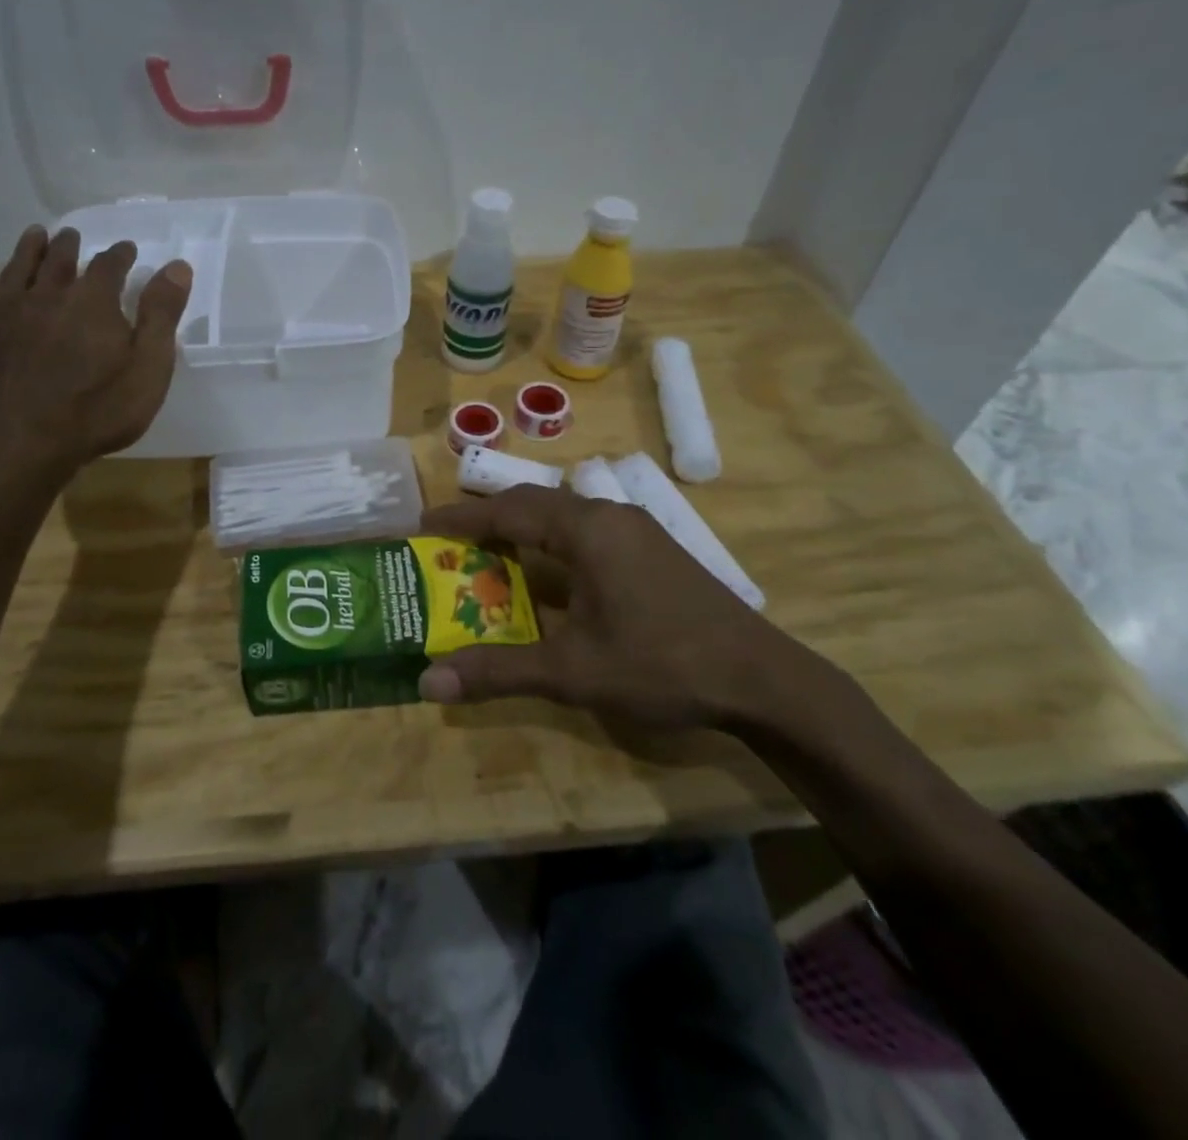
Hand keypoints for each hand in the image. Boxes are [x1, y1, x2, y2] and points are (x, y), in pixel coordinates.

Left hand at [0, 225, 191, 470]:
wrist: (23, 442)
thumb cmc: (98, 409)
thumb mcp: (148, 367)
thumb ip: (161, 315)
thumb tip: (177, 266)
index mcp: (92, 300)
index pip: (109, 265)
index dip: (120, 255)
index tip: (127, 249)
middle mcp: (48, 296)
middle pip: (58, 259)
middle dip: (68, 245)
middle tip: (71, 235)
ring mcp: (9, 315)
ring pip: (18, 270)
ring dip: (28, 250)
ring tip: (34, 236)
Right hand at [417, 485, 805, 729]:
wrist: (762, 680)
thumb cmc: (661, 664)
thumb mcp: (571, 672)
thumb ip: (498, 671)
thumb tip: (428, 682)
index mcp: (587, 530)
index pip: (509, 510)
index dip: (463, 518)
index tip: (424, 526)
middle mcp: (610, 516)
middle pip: (534, 506)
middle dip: (489, 520)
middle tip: (450, 543)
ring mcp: (637, 531)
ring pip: (564, 518)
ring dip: (524, 532)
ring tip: (488, 556)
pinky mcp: (653, 550)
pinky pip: (587, 533)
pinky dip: (553, 546)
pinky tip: (547, 578)